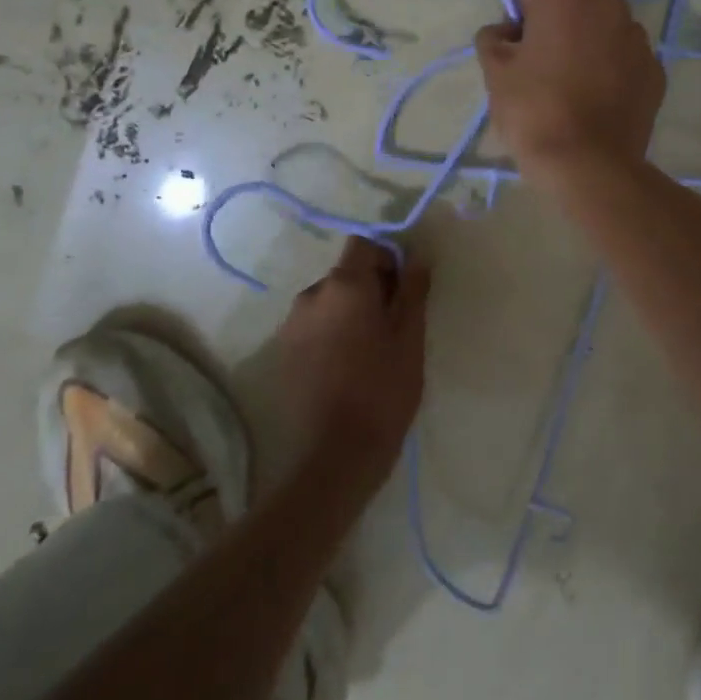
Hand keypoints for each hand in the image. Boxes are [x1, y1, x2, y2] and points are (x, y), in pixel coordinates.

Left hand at [274, 236, 430, 475]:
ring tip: (371, 350)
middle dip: (371, 288)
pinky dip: (332, 333)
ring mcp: (292, 324)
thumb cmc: (383, 390)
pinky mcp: (283, 353)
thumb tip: (417, 258)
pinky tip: (348, 367)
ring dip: (351, 312)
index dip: (388, 258)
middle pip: (345, 273)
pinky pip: (314, 326)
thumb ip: (413, 291)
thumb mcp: (410, 338)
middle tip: (395, 324)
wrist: (336, 454)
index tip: (405, 289)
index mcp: (344, 285)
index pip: (364, 245)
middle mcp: (311, 295)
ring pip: (329, 301)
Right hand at [474, 0, 664, 181]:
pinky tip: (597, 100)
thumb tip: (506, 32)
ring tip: (573, 84)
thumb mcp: (495, 72)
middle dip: (560, 20)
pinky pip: (626, 57)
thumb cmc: (533, 110)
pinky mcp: (656, 71)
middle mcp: (609, 5)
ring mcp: (638, 38)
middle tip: (543, 61)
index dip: (527, 1)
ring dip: (589, 42)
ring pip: (606, 27)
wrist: (588, 164)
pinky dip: (613, 68)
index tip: (520, 36)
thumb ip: (494, 38)